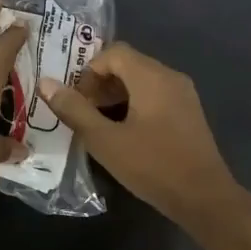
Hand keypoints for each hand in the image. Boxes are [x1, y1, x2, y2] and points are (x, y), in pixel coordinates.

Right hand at [37, 42, 242, 227]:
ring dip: (116, 95)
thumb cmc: (152, 166)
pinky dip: (135, 104)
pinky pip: (156, 95)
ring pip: (142, 80)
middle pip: (128, 63)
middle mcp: (170, 77)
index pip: (113, 52)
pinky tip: (125, 133)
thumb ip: (74, 110)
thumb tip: (47, 83)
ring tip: (99, 124)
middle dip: (100, 83)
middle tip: (82, 112)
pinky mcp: (188, 113)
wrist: (204, 197)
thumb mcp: (105, 141)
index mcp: (152, 77)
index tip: (76, 100)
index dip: (88, 71)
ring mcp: (184, 95)